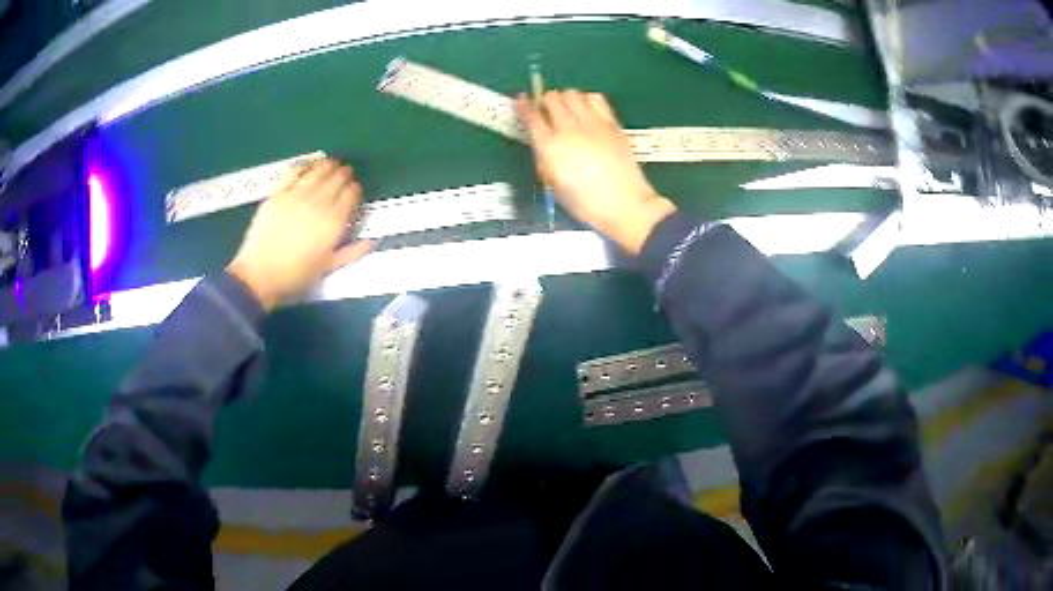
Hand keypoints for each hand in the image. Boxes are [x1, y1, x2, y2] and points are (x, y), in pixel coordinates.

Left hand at [226, 159, 371, 309]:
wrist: (258, 277)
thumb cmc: (295, 278)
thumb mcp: (327, 269)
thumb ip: (352, 253)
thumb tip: (372, 241)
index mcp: (333, 223)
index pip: (351, 196)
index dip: (356, 190)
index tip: (356, 190)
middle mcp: (318, 204)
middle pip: (336, 180)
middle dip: (344, 175)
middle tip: (347, 173)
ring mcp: (296, 196)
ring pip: (318, 172)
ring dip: (328, 166)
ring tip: (333, 164)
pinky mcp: (277, 194)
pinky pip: (294, 172)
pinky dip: (304, 166)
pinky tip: (309, 164)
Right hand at [515, 90, 675, 253]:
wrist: (625, 204)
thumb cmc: (586, 203)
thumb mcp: (554, 184)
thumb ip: (544, 159)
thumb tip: (542, 143)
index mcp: (551, 148)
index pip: (531, 116)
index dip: (524, 105)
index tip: (522, 101)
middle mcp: (569, 130)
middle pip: (552, 98)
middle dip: (546, 102)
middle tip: (548, 111)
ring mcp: (592, 123)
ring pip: (572, 93)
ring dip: (566, 99)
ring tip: (569, 110)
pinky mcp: (611, 123)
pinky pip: (595, 98)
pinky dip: (587, 100)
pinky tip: (588, 111)